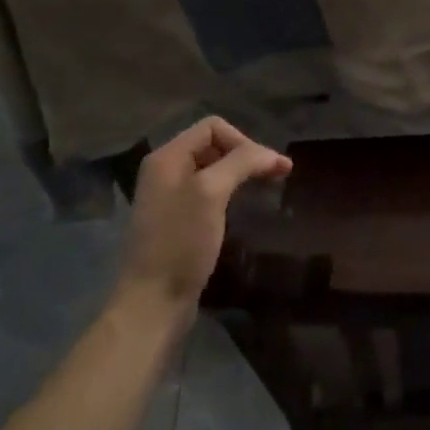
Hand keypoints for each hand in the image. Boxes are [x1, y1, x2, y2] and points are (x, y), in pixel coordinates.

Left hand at [116, 117, 290, 313]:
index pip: (213, 127)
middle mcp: (165, 171)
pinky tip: (243, 206)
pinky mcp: (178, 220)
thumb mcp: (211, 193)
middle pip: (214, 145)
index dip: (244, 141)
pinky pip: (209, 192)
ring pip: (214, 169)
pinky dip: (231, 191)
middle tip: (277, 176)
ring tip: (266, 187)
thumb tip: (272, 154)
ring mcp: (170, 197)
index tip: (267, 167)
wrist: (152, 302)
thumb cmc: (180, 243)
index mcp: (167, 157)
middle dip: (247, 155)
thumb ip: (241, 163)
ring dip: (242, 172)